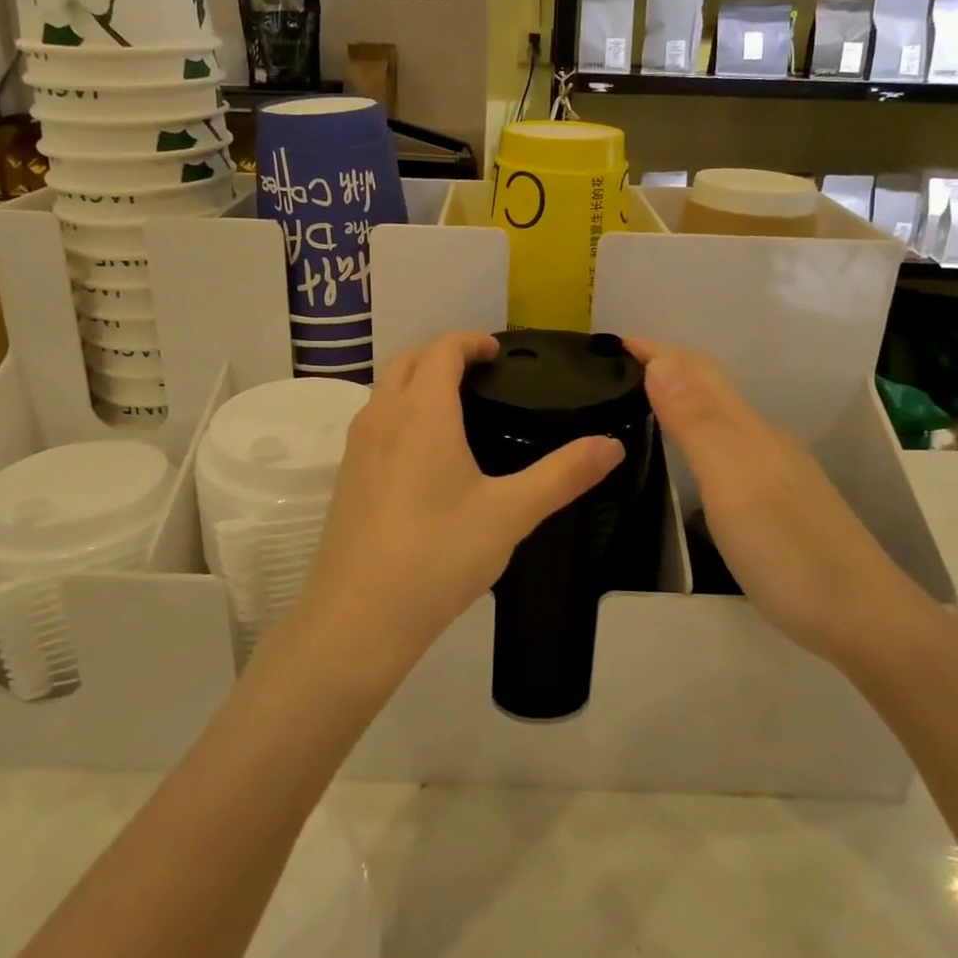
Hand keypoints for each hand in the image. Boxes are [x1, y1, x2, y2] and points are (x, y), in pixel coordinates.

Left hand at [284, 331, 624, 690]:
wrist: (358, 617)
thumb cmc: (438, 554)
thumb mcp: (511, 513)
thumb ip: (563, 474)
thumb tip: (612, 444)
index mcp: (422, 411)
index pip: (442, 348)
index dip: (471, 341)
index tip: (498, 352)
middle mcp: (382, 416)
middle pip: (408, 360)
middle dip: (443, 353)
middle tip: (481, 373)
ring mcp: (356, 446)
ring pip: (385, 389)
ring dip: (417, 381)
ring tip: (456, 408)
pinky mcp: (345, 476)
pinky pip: (374, 421)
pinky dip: (400, 411)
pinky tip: (424, 455)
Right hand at [623, 338, 920, 667]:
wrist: (866, 621)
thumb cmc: (790, 552)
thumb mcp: (734, 484)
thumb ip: (698, 423)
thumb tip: (661, 362)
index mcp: (749, 431)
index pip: (698, 372)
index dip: (658, 350)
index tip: (615, 341)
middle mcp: (763, 441)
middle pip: (712, 388)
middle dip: (667, 366)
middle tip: (620, 370)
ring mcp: (776, 472)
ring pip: (722, 417)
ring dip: (682, 398)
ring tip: (644, 403)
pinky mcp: (780, 502)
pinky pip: (728, 446)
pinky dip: (698, 433)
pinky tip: (689, 457)